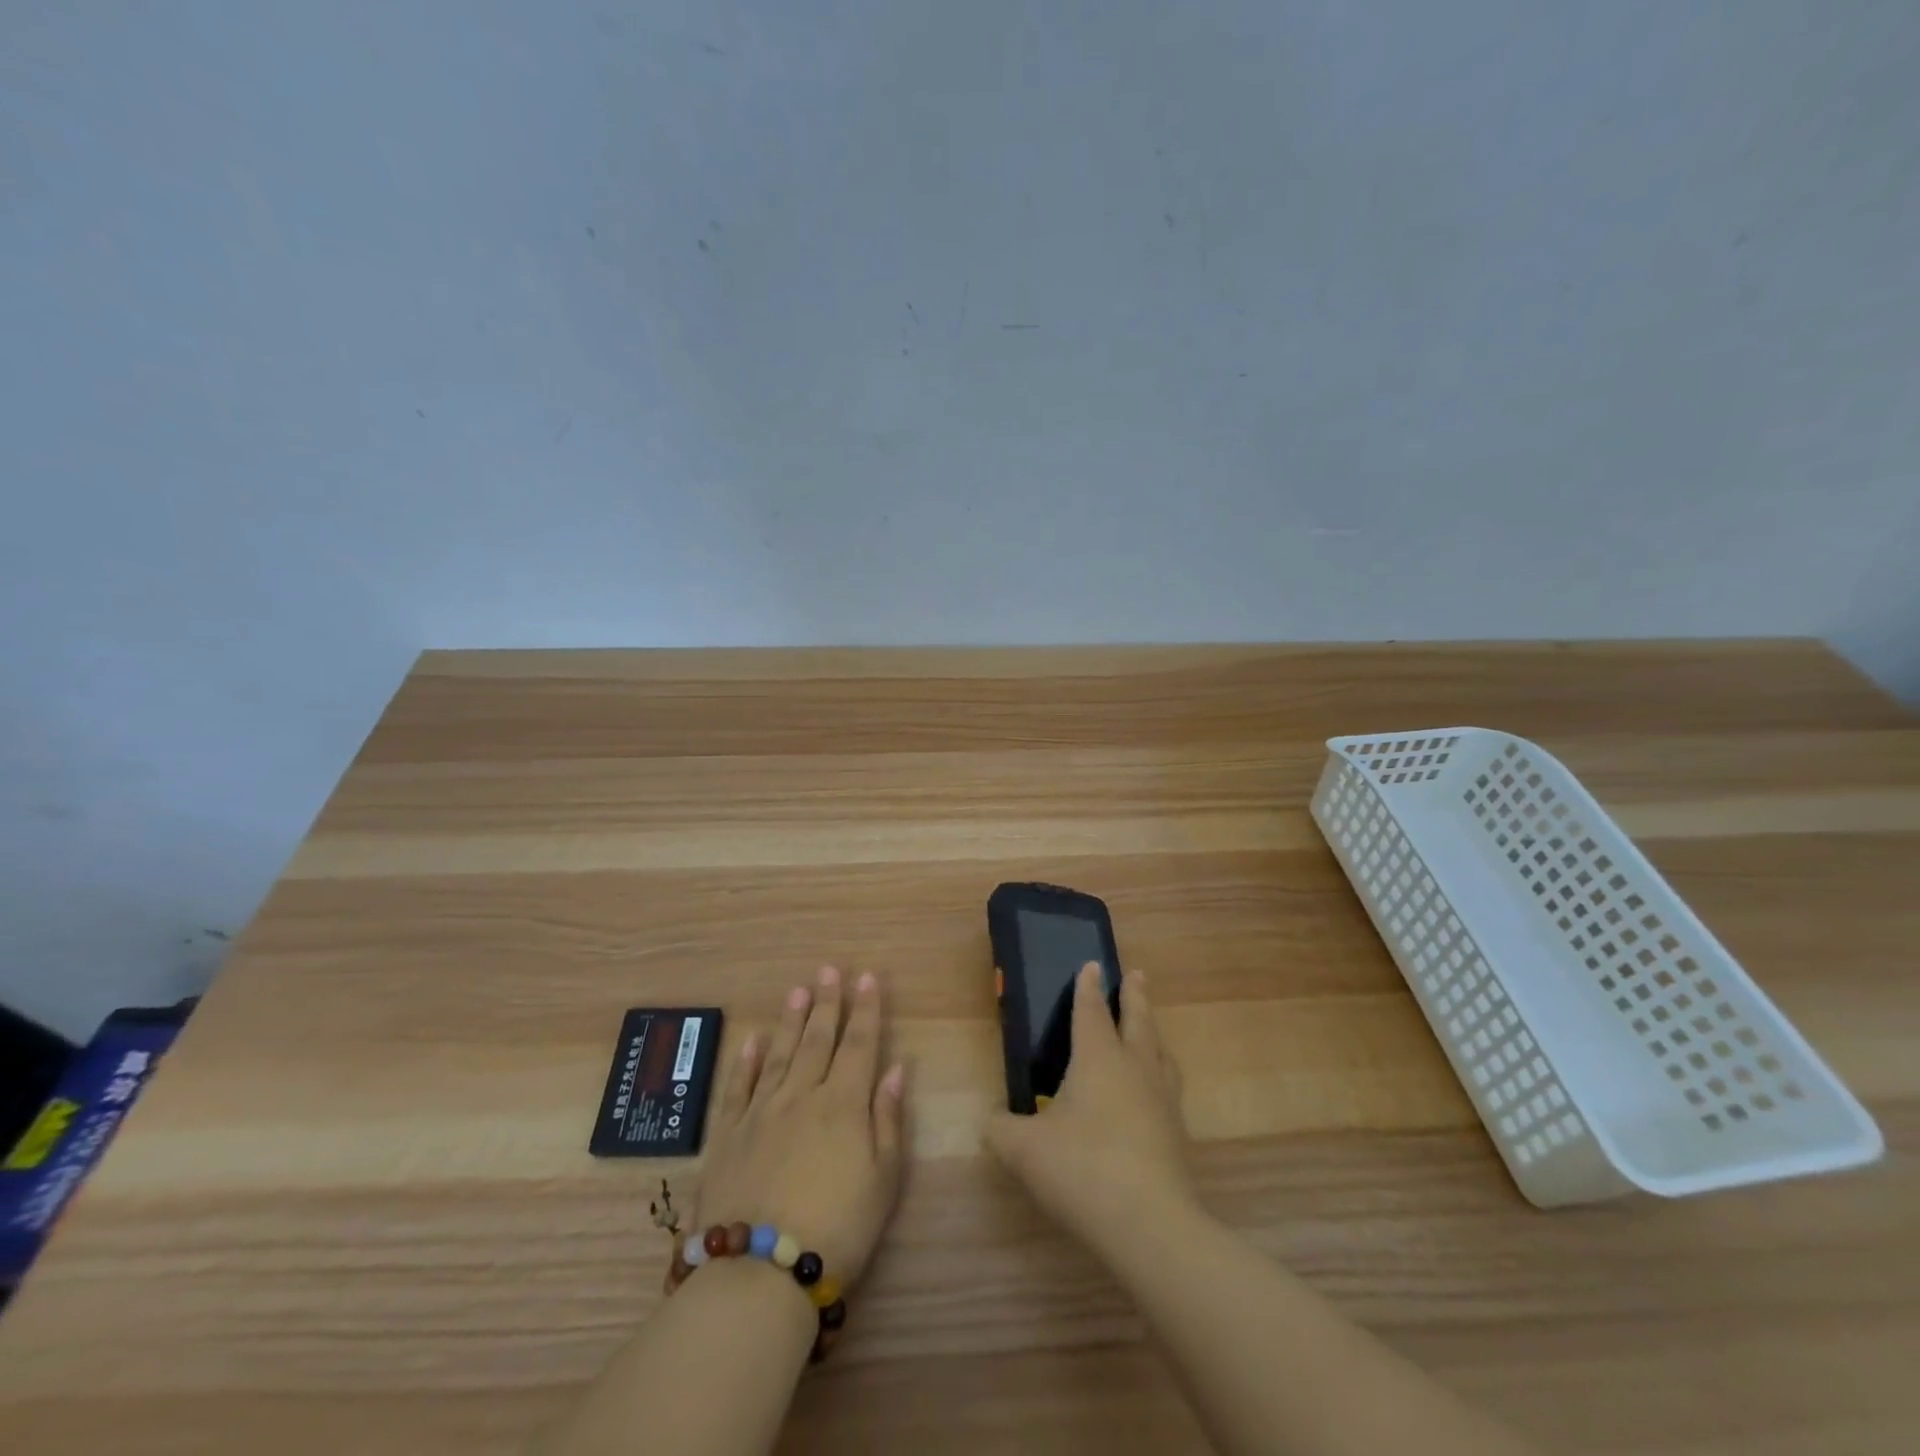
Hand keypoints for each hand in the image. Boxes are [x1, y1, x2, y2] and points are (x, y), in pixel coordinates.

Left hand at [688, 966, 907, 1286]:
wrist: (759, 1275)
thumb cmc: (837, 1230)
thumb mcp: (883, 1180)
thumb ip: (888, 1120)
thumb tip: (895, 1069)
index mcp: (843, 1104)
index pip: (859, 1044)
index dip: (865, 1009)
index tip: (867, 977)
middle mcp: (802, 1096)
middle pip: (817, 1040)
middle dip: (827, 1002)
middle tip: (829, 970)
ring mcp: (761, 1112)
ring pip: (779, 1054)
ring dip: (790, 1020)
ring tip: (797, 989)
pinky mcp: (728, 1136)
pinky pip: (738, 1087)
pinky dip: (746, 1061)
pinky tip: (752, 1040)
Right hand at [987, 963, 1195, 1252]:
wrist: (1149, 1224)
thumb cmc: (1081, 1168)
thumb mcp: (1023, 1150)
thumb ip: (1002, 1130)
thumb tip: (993, 1121)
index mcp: (1097, 1057)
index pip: (1090, 1011)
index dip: (1088, 987)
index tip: (1092, 964)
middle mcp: (1134, 1068)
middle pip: (1137, 1020)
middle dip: (1134, 995)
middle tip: (1136, 974)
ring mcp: (1161, 1099)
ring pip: (1159, 1051)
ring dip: (1153, 1032)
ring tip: (1150, 1028)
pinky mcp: (1176, 1133)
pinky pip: (1168, 1086)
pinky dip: (1160, 1073)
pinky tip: (1153, 1092)